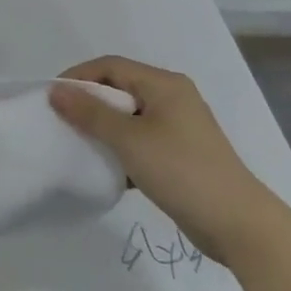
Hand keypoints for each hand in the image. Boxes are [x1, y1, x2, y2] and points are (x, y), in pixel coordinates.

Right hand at [50, 56, 279, 265]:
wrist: (238, 225)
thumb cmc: (181, 171)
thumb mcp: (129, 139)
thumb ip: (90, 113)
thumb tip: (56, 90)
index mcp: (164, 85)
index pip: (110, 66)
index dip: (79, 77)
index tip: (53, 98)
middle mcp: (173, 98)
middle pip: (120, 89)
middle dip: (89, 103)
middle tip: (62, 122)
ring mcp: (179, 128)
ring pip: (129, 117)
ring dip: (104, 128)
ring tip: (80, 145)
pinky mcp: (180, 154)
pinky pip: (140, 140)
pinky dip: (121, 148)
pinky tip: (106, 168)